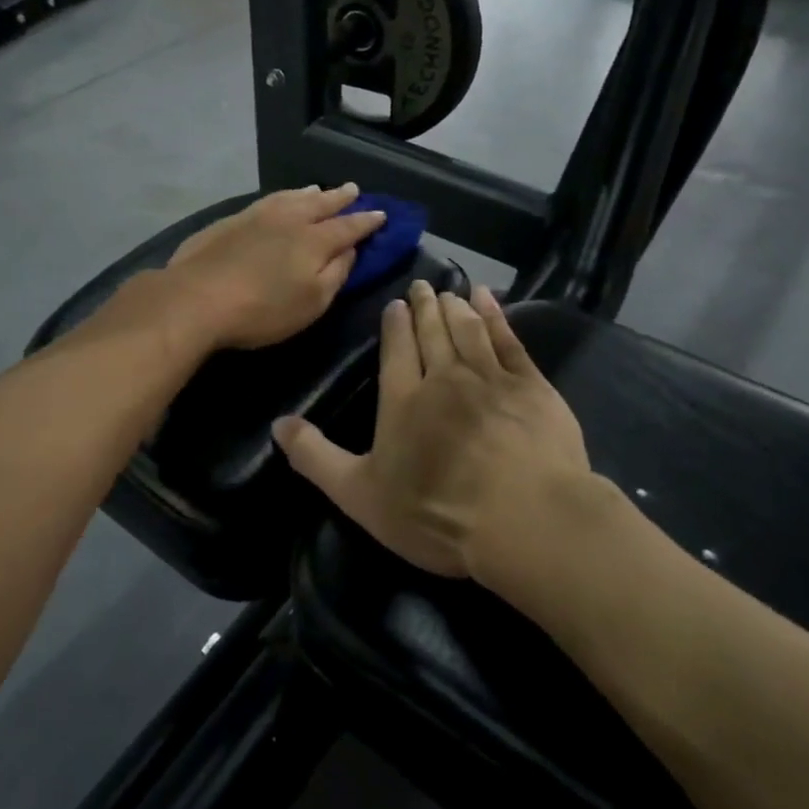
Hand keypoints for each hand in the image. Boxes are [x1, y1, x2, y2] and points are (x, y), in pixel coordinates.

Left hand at [163, 185, 386, 351]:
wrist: (196, 298)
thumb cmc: (262, 310)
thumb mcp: (312, 302)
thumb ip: (336, 274)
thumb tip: (349, 250)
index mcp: (314, 240)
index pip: (349, 227)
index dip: (366, 221)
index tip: (381, 214)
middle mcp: (289, 219)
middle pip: (321, 204)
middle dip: (340, 198)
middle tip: (353, 190)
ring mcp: (257, 216)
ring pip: (291, 197)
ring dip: (310, 194)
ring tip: (319, 190)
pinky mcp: (230, 221)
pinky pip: (267, 200)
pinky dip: (282, 197)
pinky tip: (280, 200)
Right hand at [273, 280, 595, 583]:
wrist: (525, 521)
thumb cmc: (437, 514)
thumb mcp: (360, 495)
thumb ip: (316, 458)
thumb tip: (278, 424)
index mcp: (403, 400)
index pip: (396, 350)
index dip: (395, 324)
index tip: (395, 304)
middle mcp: (444, 378)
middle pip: (432, 333)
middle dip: (425, 308)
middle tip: (422, 287)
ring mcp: (491, 378)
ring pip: (468, 330)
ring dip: (456, 307)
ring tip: (450, 291)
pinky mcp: (531, 386)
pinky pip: (508, 340)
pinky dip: (497, 316)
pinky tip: (489, 301)